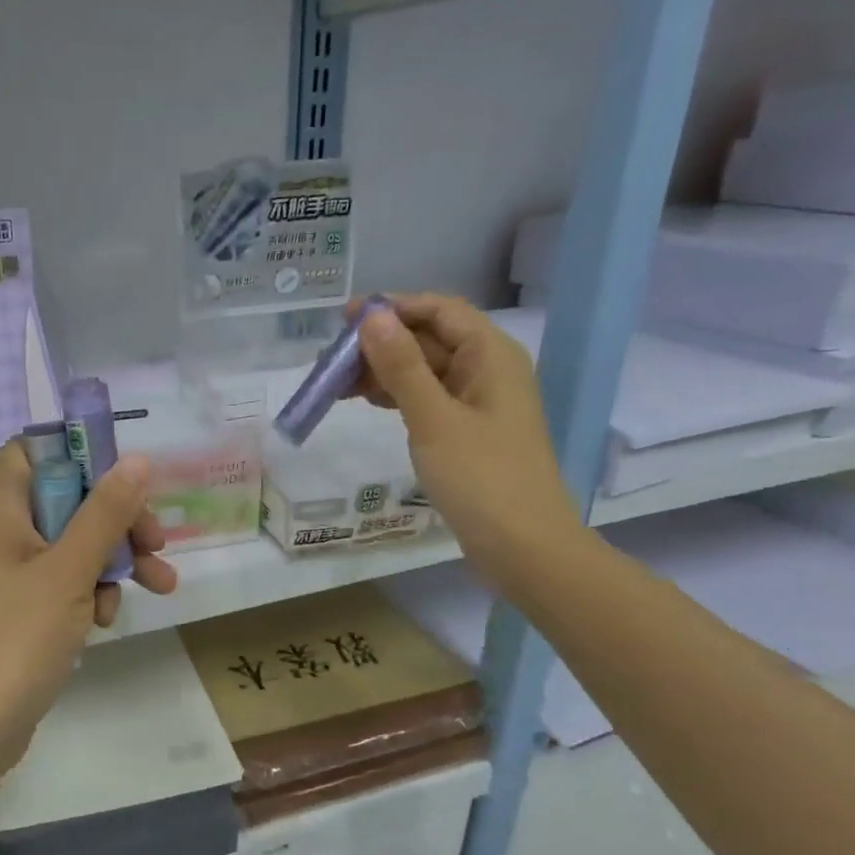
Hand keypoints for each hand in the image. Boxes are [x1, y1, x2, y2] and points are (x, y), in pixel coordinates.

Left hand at [0, 441, 176, 783]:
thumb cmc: (14, 638)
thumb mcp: (68, 570)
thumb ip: (104, 513)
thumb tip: (136, 459)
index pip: (32, 450)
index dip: (78, 454)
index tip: (125, 477)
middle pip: (65, 500)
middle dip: (117, 519)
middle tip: (157, 542)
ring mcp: (7, 574)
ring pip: (71, 545)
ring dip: (113, 561)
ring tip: (158, 587)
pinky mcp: (17, 610)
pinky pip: (61, 583)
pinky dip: (88, 593)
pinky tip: (104, 622)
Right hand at [350, 293, 584, 593]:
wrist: (523, 547)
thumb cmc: (481, 477)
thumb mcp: (433, 418)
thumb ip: (402, 365)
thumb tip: (372, 316)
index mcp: (490, 355)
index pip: (439, 310)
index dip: (393, 308)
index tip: (345, 319)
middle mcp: (487, 370)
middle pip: (429, 339)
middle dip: (381, 343)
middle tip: (330, 360)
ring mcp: (478, 402)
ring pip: (424, 370)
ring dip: (383, 371)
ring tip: (337, 384)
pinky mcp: (467, 431)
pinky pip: (427, 398)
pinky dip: (397, 396)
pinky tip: (367, 403)